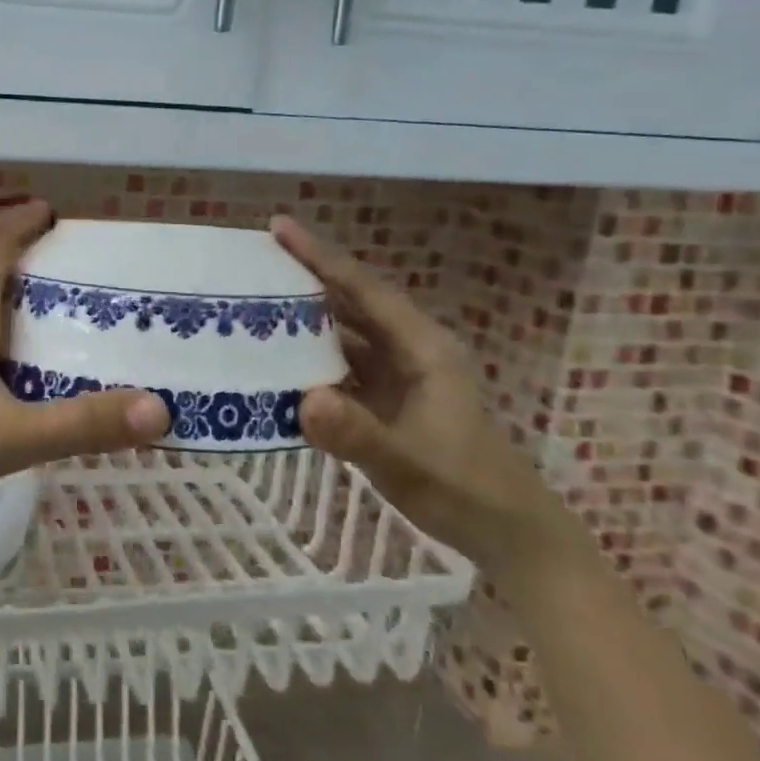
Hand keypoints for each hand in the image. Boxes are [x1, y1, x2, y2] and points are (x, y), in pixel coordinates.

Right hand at [271, 215, 575, 573]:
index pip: (364, 290)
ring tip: (253, 306)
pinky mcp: (386, 400)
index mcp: (422, 348)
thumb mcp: (409, 462)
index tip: (278, 228)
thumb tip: (303, 400)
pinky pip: (340, 368)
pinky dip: (308, 361)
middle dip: (306, 279)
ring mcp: (397, 376)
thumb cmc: (464, 489)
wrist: (506, 532)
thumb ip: (357, 434)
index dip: (321, 257)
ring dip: (303, 320)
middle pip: (351, 303)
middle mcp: (408, 351)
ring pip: (343, 335)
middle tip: (252, 264)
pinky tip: (275, 365)